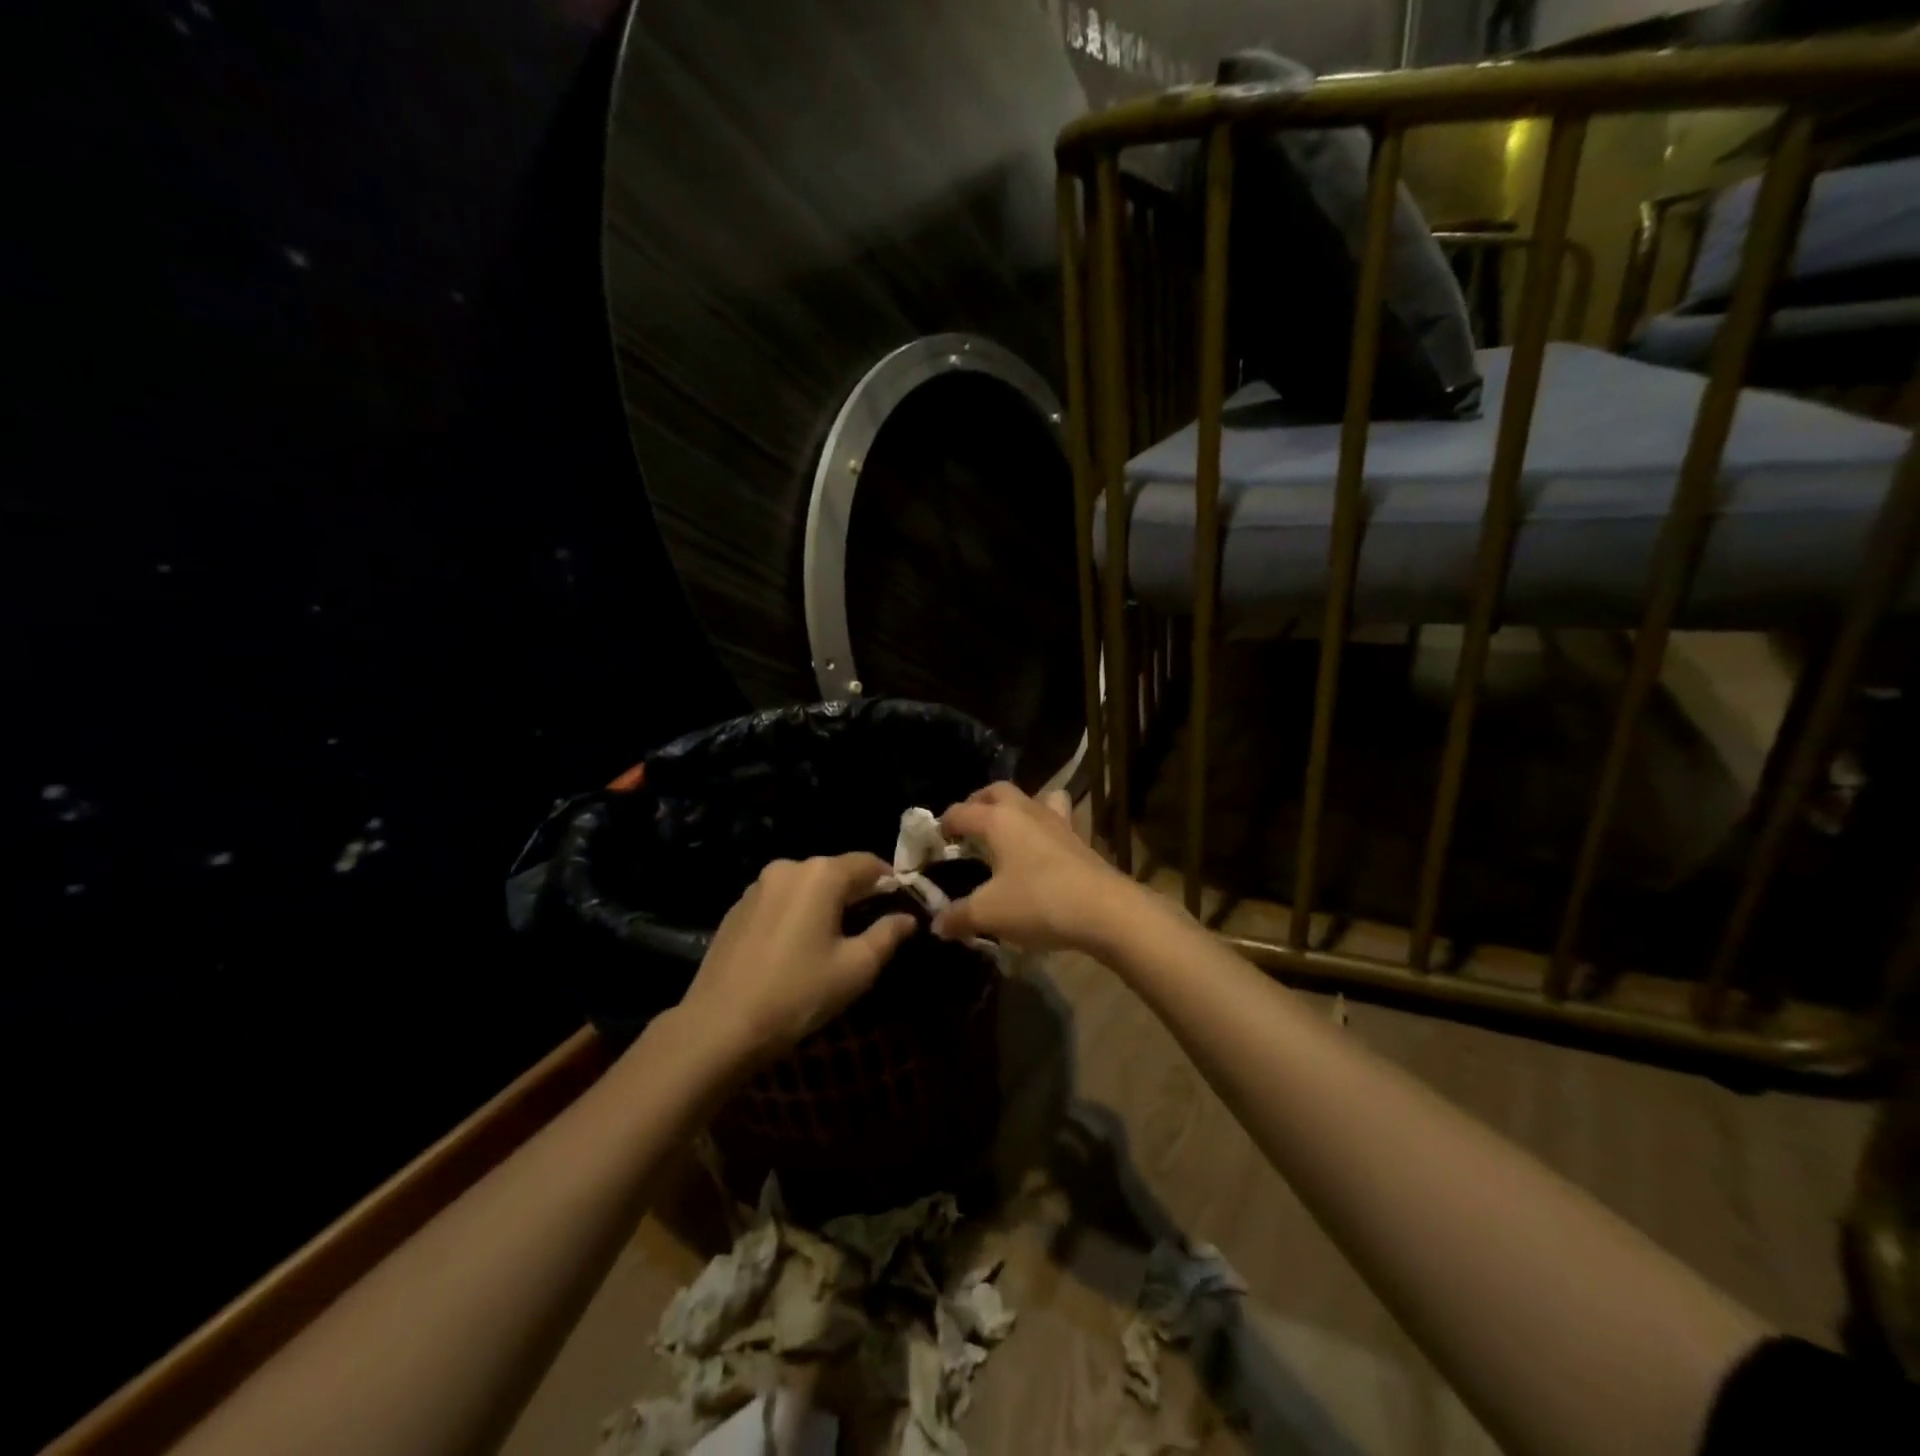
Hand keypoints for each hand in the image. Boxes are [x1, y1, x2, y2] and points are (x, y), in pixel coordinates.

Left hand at [679, 854, 915, 1064]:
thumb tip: (907, 918)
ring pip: (805, 886)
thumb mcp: (856, 967)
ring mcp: (757, 886)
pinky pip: (779, 901)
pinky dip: (795, 913)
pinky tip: (796, 946)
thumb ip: (888, 934)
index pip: (868, 863)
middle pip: (835, 871)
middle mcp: (788, 867)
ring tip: (833, 938)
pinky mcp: (736, 908)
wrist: (720, 1025)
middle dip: (856, 893)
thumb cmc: (799, 993)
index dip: (890, 882)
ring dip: (824, 903)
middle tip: (872, 925)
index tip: (902, 904)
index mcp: (821, 874)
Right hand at [932, 783, 1140, 950]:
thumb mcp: (989, 914)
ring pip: (1033, 798)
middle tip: (967, 825)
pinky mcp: (1078, 839)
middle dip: (978, 802)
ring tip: (1005, 829)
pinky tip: (1040, 849)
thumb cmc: (1039, 902)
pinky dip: (1042, 826)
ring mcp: (1057, 822)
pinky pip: (1056, 819)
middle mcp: (1026, 811)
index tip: (934, 841)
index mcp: (998, 820)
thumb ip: (959, 916)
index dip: (944, 824)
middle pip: (997, 791)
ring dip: (1015, 807)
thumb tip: (937, 925)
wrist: (1105, 910)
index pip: (962, 811)